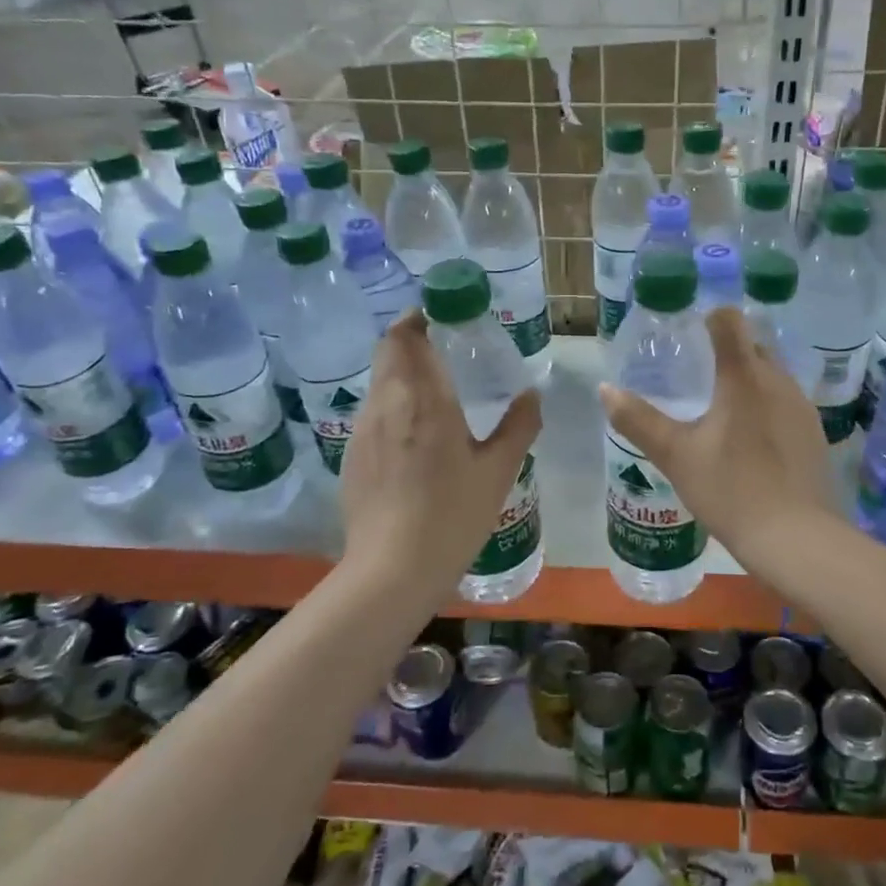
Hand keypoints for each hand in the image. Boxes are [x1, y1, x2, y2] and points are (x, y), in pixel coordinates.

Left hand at [341, 312, 541, 585]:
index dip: (420, 317)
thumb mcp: (498, 471)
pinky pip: (374, 412)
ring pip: (380, 381)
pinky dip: (394, 404)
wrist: (392, 570)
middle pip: (388, 350)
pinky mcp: (352, 454)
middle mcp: (387, 403)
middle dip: (412, 338)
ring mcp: (364, 430)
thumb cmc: (453, 515)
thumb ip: (519, 425)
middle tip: (445, 347)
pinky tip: (416, 435)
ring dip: (403, 372)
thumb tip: (532, 394)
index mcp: (424, 399)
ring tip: (435, 390)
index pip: (407, 336)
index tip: (442, 315)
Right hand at [599, 306, 834, 561]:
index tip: (691, 331)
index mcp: (744, 376)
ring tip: (721, 408)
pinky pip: (785, 403)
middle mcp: (778, 381)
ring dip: (748, 380)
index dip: (709, 317)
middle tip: (697, 372)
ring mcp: (802, 407)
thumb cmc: (731, 490)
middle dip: (727, 350)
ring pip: (772, 375)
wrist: (796, 539)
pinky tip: (750, 439)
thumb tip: (605, 389)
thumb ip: (638, 420)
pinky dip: (766, 406)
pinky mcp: (814, 433)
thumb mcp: (676, 456)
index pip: (729, 320)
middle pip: (753, 345)